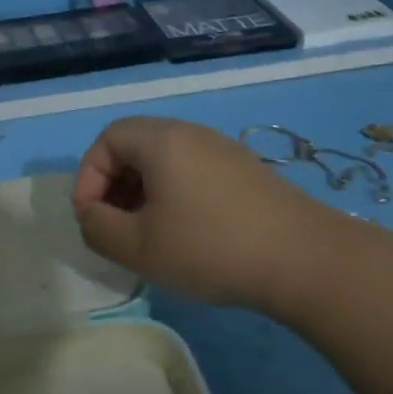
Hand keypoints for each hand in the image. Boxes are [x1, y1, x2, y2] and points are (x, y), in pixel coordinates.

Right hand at [75, 116, 392, 393]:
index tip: (92, 219)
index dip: (88, 177)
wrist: (304, 260)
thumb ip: (98, 228)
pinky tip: (186, 236)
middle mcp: (192, 133)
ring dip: (144, 194)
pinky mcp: (246, 172)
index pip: (107, 140)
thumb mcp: (138, 246)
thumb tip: (91, 215)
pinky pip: (194, 173)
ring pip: (166, 161)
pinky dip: (175, 196)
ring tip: (147, 235)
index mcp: (162, 140)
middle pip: (136, 146)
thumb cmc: (210, 247)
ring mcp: (224, 150)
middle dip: (114, 186)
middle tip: (116, 227)